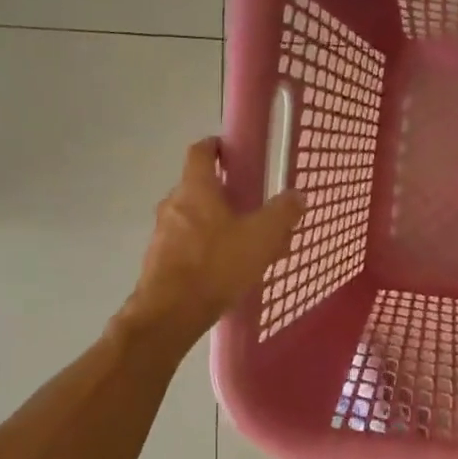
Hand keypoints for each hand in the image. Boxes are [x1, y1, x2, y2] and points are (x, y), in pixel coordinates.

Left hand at [123, 138, 305, 344]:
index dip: (216, 146)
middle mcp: (173, 204)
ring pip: (193, 219)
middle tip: (251, 207)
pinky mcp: (159, 260)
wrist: (170, 312)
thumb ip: (282, 214)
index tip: (232, 151)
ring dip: (216, 224)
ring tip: (244, 245)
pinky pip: (186, 244)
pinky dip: (205, 248)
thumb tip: (298, 195)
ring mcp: (162, 233)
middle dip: (224, 194)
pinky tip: (226, 269)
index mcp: (196, 188)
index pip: (201, 152)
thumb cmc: (216, 265)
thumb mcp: (260, 238)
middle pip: (198, 188)